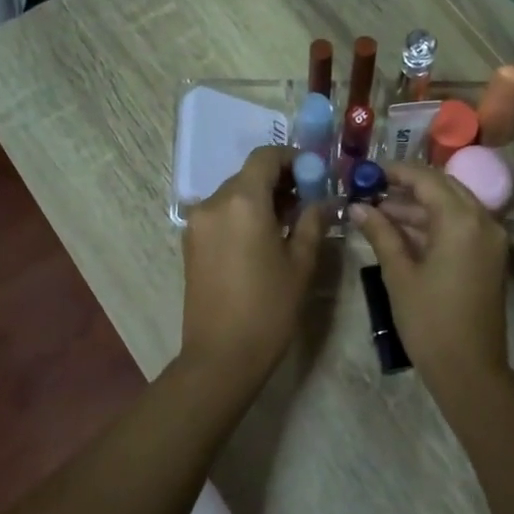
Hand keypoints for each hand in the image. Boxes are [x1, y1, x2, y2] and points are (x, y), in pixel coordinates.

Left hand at [180, 146, 323, 380]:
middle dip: (279, 181)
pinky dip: (243, 215)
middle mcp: (213, 203)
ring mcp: (197, 223)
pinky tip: (264, 239)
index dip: (292, 158)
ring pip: (234, 195)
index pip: (265, 157)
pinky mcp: (191, 243)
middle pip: (248, 175)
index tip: (314, 174)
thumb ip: (312, 222)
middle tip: (308, 201)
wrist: (221, 355)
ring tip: (289, 223)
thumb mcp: (301, 263)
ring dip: (261, 199)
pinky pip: (221, 215)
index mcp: (242, 202)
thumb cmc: (269, 307)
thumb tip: (322, 201)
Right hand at [349, 163, 508, 387]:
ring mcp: (491, 239)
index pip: (427, 179)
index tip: (367, 172)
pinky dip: (434, 224)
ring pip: (453, 207)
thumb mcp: (399, 274)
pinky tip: (402, 231)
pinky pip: (461, 226)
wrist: (469, 369)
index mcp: (461, 220)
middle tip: (372, 190)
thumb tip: (358, 207)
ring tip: (378, 211)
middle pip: (443, 188)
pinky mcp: (490, 257)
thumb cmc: (429, 321)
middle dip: (408, 186)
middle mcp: (483, 221)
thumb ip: (381, 233)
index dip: (396, 172)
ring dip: (419, 206)